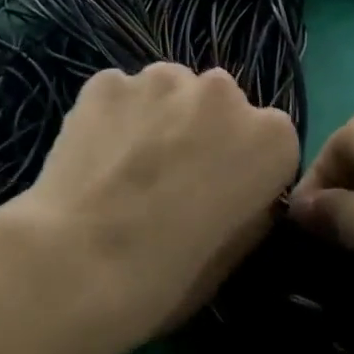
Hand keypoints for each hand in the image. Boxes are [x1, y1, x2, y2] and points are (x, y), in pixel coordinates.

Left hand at [10, 64, 299, 353]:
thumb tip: (230, 187)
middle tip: (169, 174)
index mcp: (271, 137)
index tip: (217, 193)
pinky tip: (93, 154)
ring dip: (156, 115)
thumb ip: (246, 202)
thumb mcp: (234, 252)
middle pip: (216, 103)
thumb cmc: (169, 274)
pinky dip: (111, 115)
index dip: (241, 166)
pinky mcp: (108, 80)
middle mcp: (222, 92)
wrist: (82, 261)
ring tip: (125, 163)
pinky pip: (119, 94)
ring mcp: (161, 79)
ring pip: (166, 89)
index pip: (267, 138)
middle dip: (200, 129)